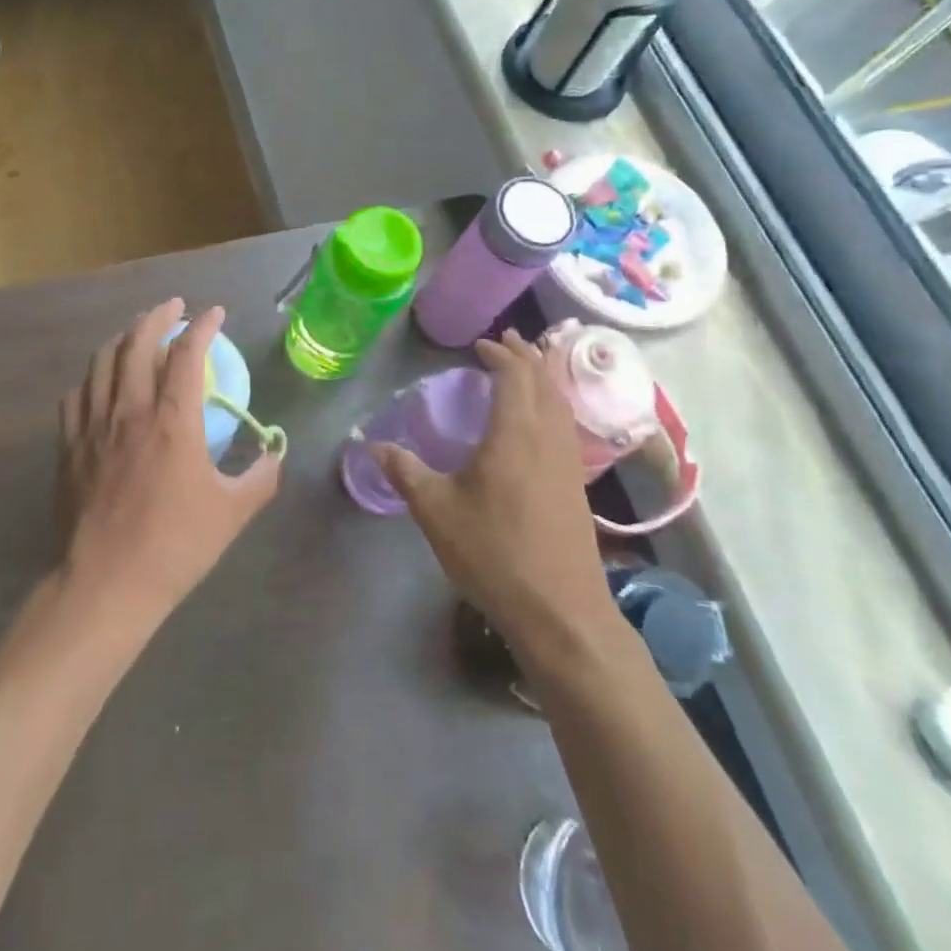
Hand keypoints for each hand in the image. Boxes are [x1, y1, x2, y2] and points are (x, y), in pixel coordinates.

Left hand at [56, 300, 282, 632]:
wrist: (106, 583)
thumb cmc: (175, 545)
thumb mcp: (233, 511)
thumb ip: (261, 476)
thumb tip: (274, 453)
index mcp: (172, 420)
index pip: (188, 353)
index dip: (203, 326)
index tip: (215, 313)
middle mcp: (130, 410)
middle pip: (137, 342)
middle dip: (157, 315)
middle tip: (173, 307)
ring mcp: (93, 425)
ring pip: (102, 361)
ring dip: (123, 337)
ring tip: (138, 331)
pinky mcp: (69, 445)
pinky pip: (76, 394)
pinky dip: (93, 376)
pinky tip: (101, 381)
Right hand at [373, 331, 613, 651]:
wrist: (559, 610)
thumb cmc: (493, 552)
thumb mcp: (436, 511)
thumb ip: (405, 471)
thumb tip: (372, 445)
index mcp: (515, 434)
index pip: (514, 376)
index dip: (500, 354)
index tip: (481, 345)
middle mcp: (548, 438)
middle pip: (543, 381)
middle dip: (525, 355)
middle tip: (506, 340)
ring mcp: (569, 462)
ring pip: (561, 402)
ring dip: (543, 377)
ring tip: (526, 367)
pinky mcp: (577, 485)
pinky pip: (566, 424)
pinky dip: (552, 404)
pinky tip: (541, 420)